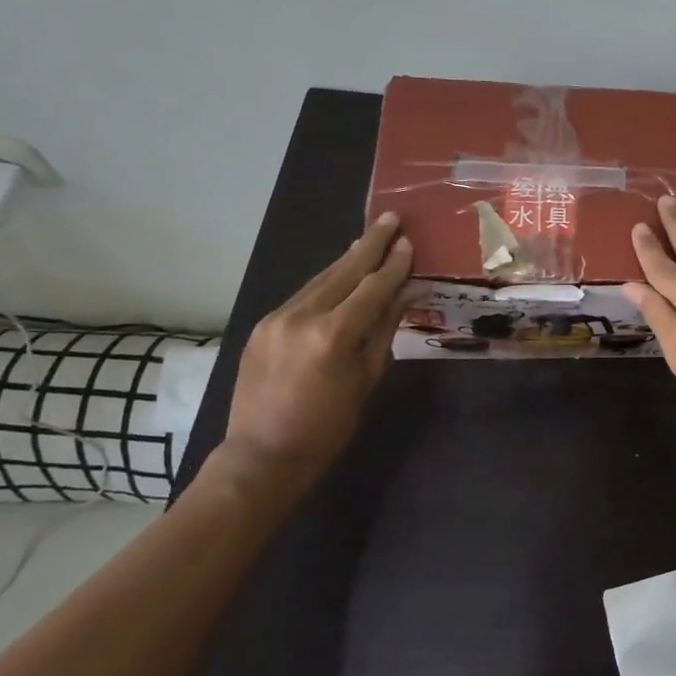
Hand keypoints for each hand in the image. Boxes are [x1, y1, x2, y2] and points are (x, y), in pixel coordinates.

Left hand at [207, 212, 416, 511]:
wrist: (263, 455)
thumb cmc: (328, 425)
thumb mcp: (367, 377)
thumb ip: (386, 327)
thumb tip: (412, 292)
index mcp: (334, 334)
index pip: (373, 287)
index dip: (394, 264)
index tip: (410, 242)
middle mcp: (302, 317)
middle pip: (344, 271)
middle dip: (371, 244)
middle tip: (391, 219)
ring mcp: (277, 319)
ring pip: (321, 279)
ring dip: (348, 259)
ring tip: (369, 238)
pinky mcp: (262, 326)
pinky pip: (302, 295)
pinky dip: (326, 282)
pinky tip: (339, 273)